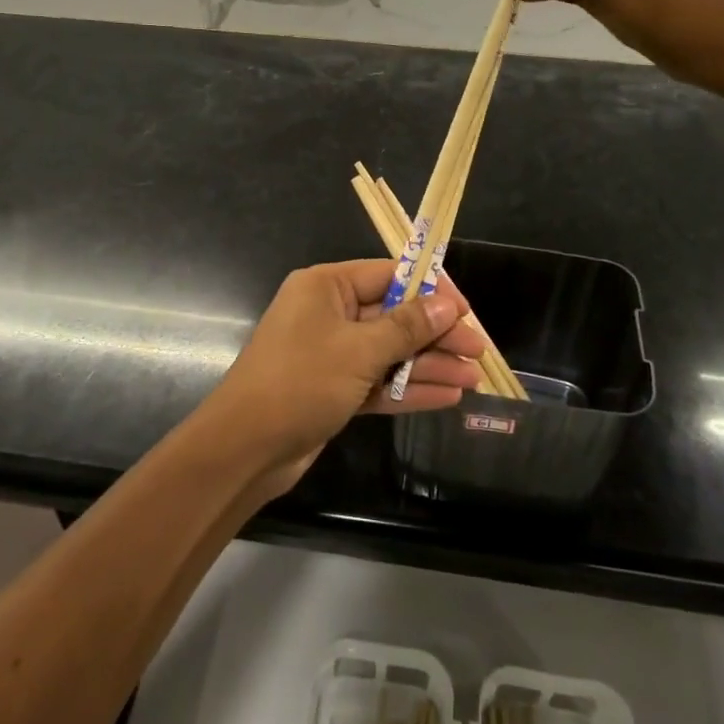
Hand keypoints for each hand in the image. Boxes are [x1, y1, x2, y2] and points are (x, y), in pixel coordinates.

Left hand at [196, 260, 487, 499]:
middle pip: (392, 316)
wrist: (245, 447)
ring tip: (473, 379)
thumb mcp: (359, 349)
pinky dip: (408, 389)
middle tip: (477, 352)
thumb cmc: (301, 381)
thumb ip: (406, 327)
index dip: (429, 290)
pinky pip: (378, 382)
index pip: (387, 275)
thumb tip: (447, 304)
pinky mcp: (333, 389)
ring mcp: (330, 354)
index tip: (465, 310)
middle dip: (434, 335)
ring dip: (428, 365)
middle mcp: (328, 313)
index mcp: (326, 287)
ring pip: (389, 353)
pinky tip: (446, 397)